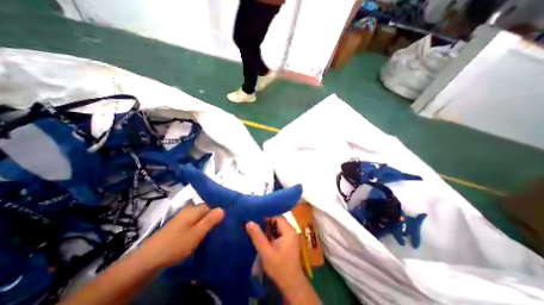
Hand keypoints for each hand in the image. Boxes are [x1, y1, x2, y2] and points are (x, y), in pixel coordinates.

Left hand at [142, 204, 225, 268]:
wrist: (147, 260)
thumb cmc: (176, 244)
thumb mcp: (197, 233)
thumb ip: (210, 220)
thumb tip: (223, 209)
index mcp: (194, 209)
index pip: (211, 206)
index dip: (218, 214)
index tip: (223, 223)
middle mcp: (188, 210)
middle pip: (205, 211)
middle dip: (212, 219)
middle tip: (219, 229)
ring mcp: (182, 218)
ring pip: (199, 218)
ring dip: (205, 224)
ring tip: (212, 234)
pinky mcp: (178, 226)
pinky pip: (193, 223)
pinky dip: (198, 228)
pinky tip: (200, 236)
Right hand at [247, 218, 319, 303]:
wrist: (291, 284)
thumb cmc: (279, 267)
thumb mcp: (265, 251)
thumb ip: (257, 236)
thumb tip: (249, 222)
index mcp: (288, 230)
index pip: (276, 216)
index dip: (266, 216)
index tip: (255, 217)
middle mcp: (291, 230)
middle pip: (277, 220)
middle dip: (266, 222)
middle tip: (254, 222)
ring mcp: (290, 236)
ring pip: (278, 226)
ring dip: (268, 228)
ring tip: (257, 228)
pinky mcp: (289, 241)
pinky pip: (279, 232)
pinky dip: (271, 233)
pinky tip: (264, 237)